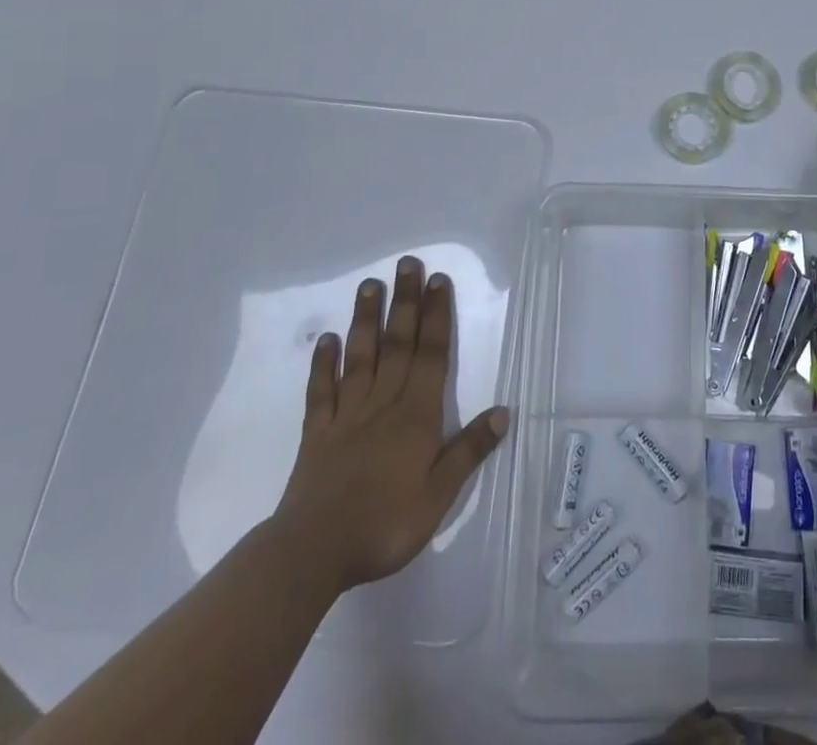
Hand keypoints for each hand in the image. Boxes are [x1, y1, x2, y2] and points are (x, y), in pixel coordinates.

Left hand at [269, 255, 508, 603]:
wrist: (313, 553)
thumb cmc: (384, 525)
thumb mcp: (439, 496)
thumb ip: (468, 451)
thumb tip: (503, 411)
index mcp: (416, 416)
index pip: (431, 356)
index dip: (436, 316)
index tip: (438, 281)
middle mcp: (383, 404)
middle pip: (398, 344)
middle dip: (405, 302)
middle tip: (407, 263)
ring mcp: (346, 415)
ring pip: (360, 358)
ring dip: (367, 320)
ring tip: (370, 284)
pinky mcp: (317, 434)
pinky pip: (321, 392)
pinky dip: (323, 364)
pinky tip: (326, 339)